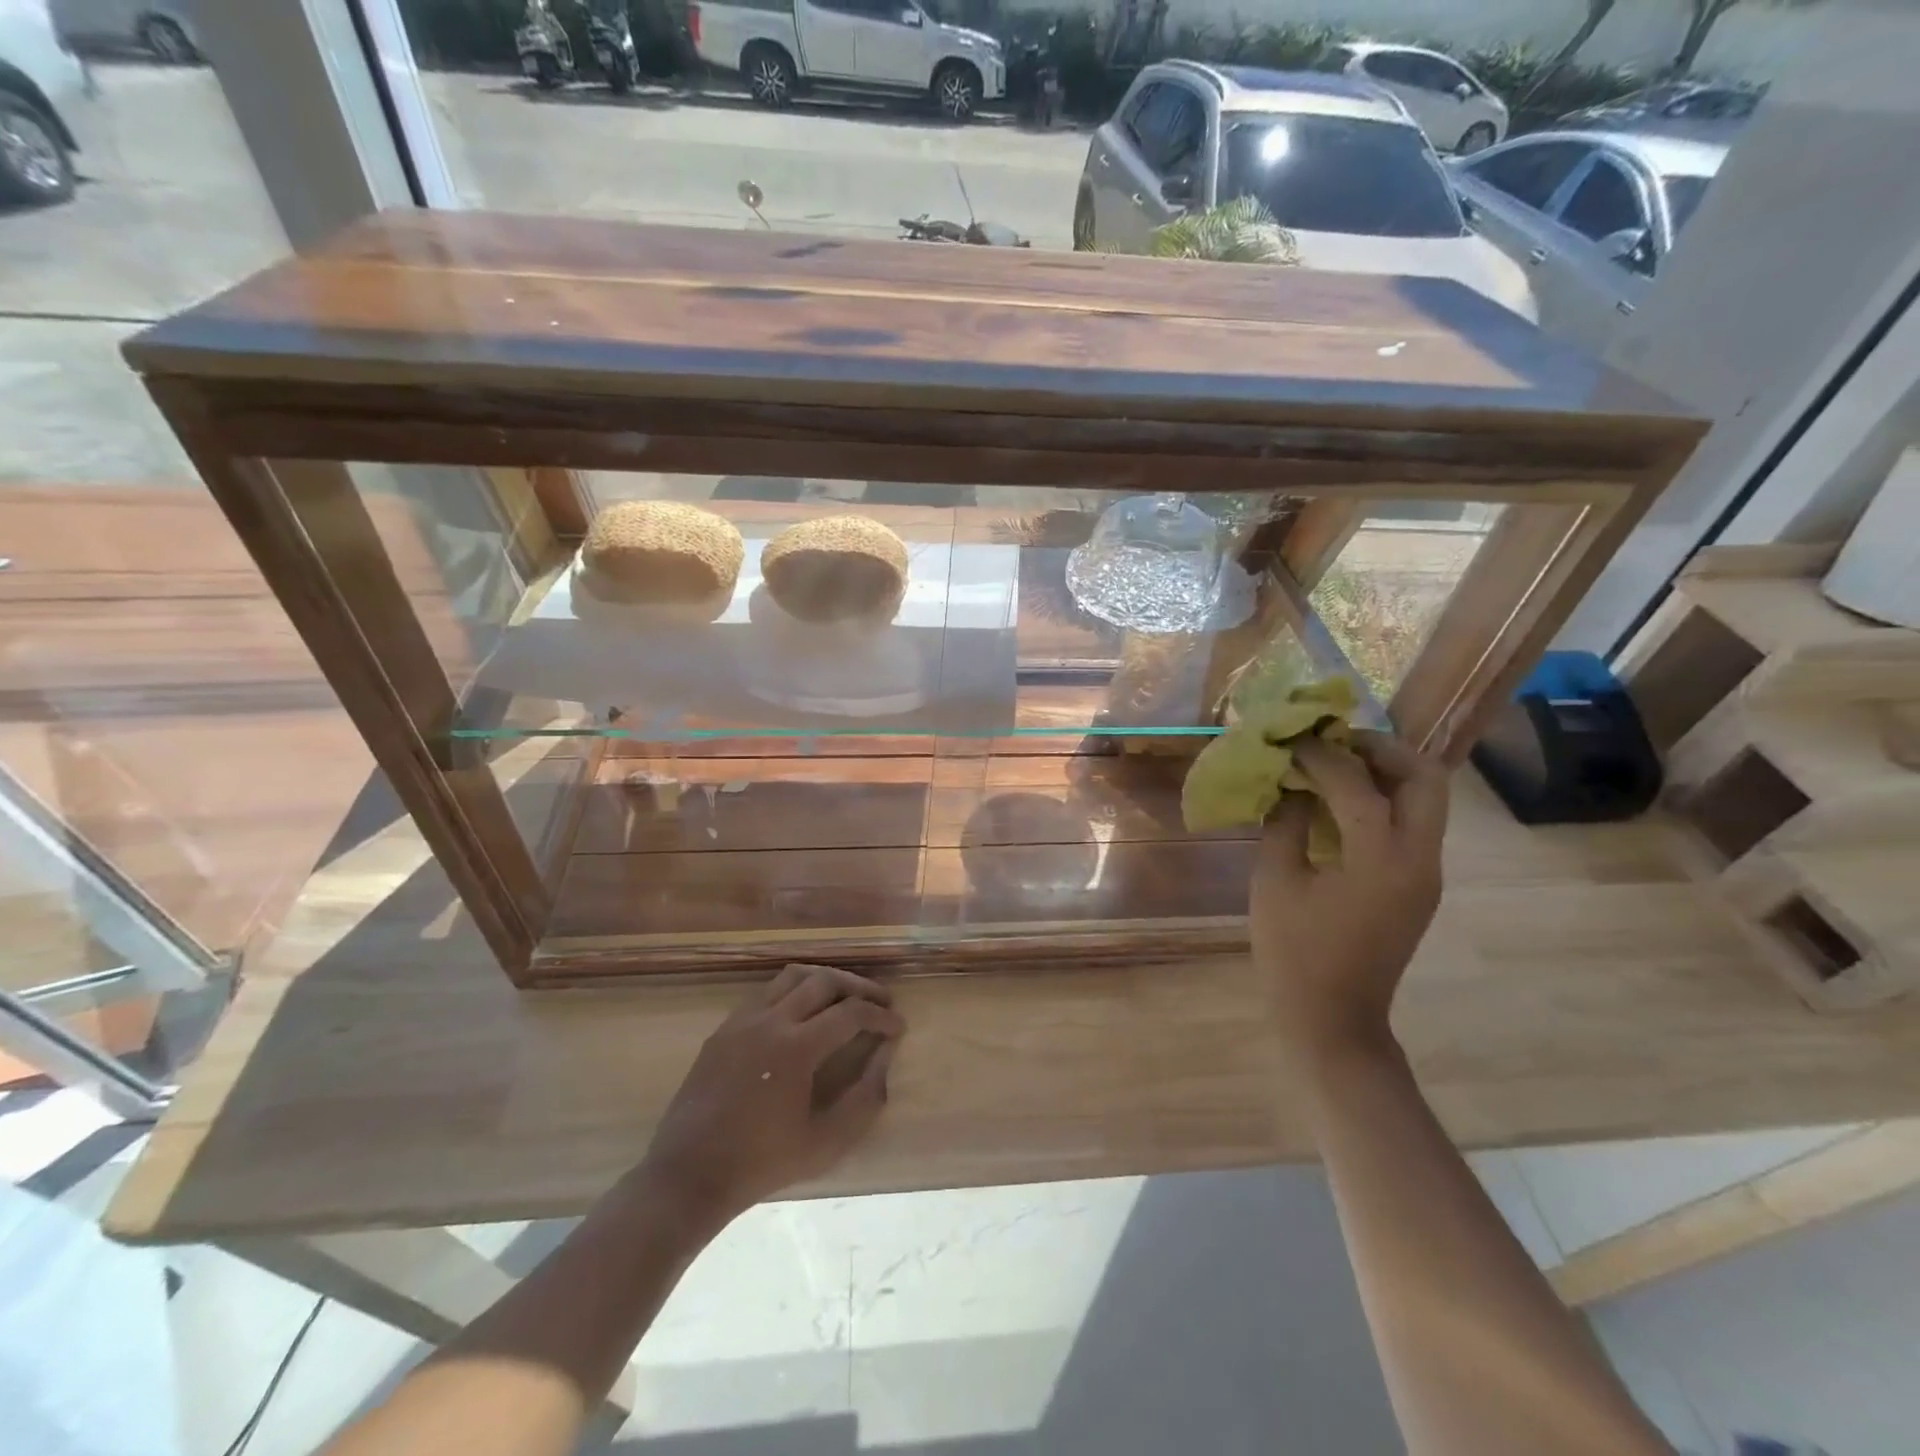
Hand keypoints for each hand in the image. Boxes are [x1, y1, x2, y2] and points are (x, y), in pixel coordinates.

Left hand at [637, 964, 904, 1227]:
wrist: (688, 1174)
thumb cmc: (761, 1163)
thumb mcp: (825, 1144)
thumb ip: (864, 1099)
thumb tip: (885, 1057)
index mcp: (796, 1048)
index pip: (851, 1013)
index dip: (880, 1015)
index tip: (898, 1026)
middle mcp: (771, 1021)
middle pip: (825, 980)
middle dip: (859, 987)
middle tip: (880, 1001)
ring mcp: (743, 1020)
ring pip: (793, 975)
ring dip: (826, 979)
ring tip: (845, 996)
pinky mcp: (725, 1027)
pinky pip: (767, 992)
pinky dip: (794, 990)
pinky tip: (803, 1011)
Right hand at [1250, 731, 1448, 1065]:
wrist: (1333, 1019)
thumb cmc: (1294, 953)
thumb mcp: (1275, 881)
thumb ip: (1285, 823)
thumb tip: (1290, 783)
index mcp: (1381, 859)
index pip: (1358, 784)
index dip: (1321, 755)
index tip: (1291, 739)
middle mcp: (1419, 859)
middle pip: (1425, 778)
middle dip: (1381, 749)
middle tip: (1334, 741)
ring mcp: (1426, 873)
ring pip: (1426, 798)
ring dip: (1385, 771)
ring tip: (1334, 764)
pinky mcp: (1419, 885)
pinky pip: (1411, 824)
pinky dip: (1382, 800)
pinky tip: (1338, 803)